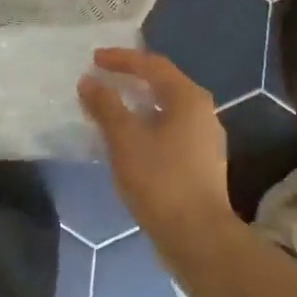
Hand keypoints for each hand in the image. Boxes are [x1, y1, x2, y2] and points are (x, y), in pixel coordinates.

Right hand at [79, 49, 231, 237]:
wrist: (198, 236)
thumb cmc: (160, 180)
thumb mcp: (125, 139)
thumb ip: (106, 106)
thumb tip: (90, 82)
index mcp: (188, 98)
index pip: (152, 65)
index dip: (122, 59)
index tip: (94, 59)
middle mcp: (203, 111)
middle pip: (163, 84)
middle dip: (131, 79)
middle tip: (102, 79)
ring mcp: (206, 139)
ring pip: (167, 109)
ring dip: (138, 104)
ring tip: (110, 108)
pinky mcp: (202, 162)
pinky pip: (170, 130)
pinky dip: (147, 125)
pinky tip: (129, 140)